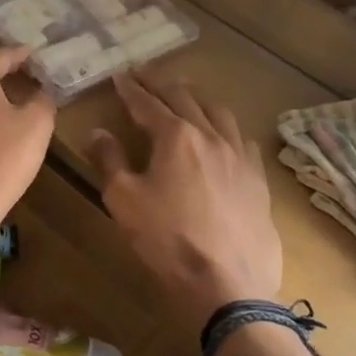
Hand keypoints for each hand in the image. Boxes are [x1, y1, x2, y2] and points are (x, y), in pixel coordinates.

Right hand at [86, 74, 282, 329]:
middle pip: (185, 98)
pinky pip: (242, 139)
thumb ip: (109, 160)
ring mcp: (240, 156)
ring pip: (219, 113)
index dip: (131, 89)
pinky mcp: (258, 179)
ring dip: (197, 98)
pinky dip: (225, 127)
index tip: (120, 75)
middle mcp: (211, 135)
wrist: (228, 282)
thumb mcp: (125, 200)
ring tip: (186, 94)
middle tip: (146, 73)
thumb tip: (97, 132)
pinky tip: (223, 135)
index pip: (148, 103)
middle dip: (161, 83)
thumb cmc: (168, 239)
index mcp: (176, 136)